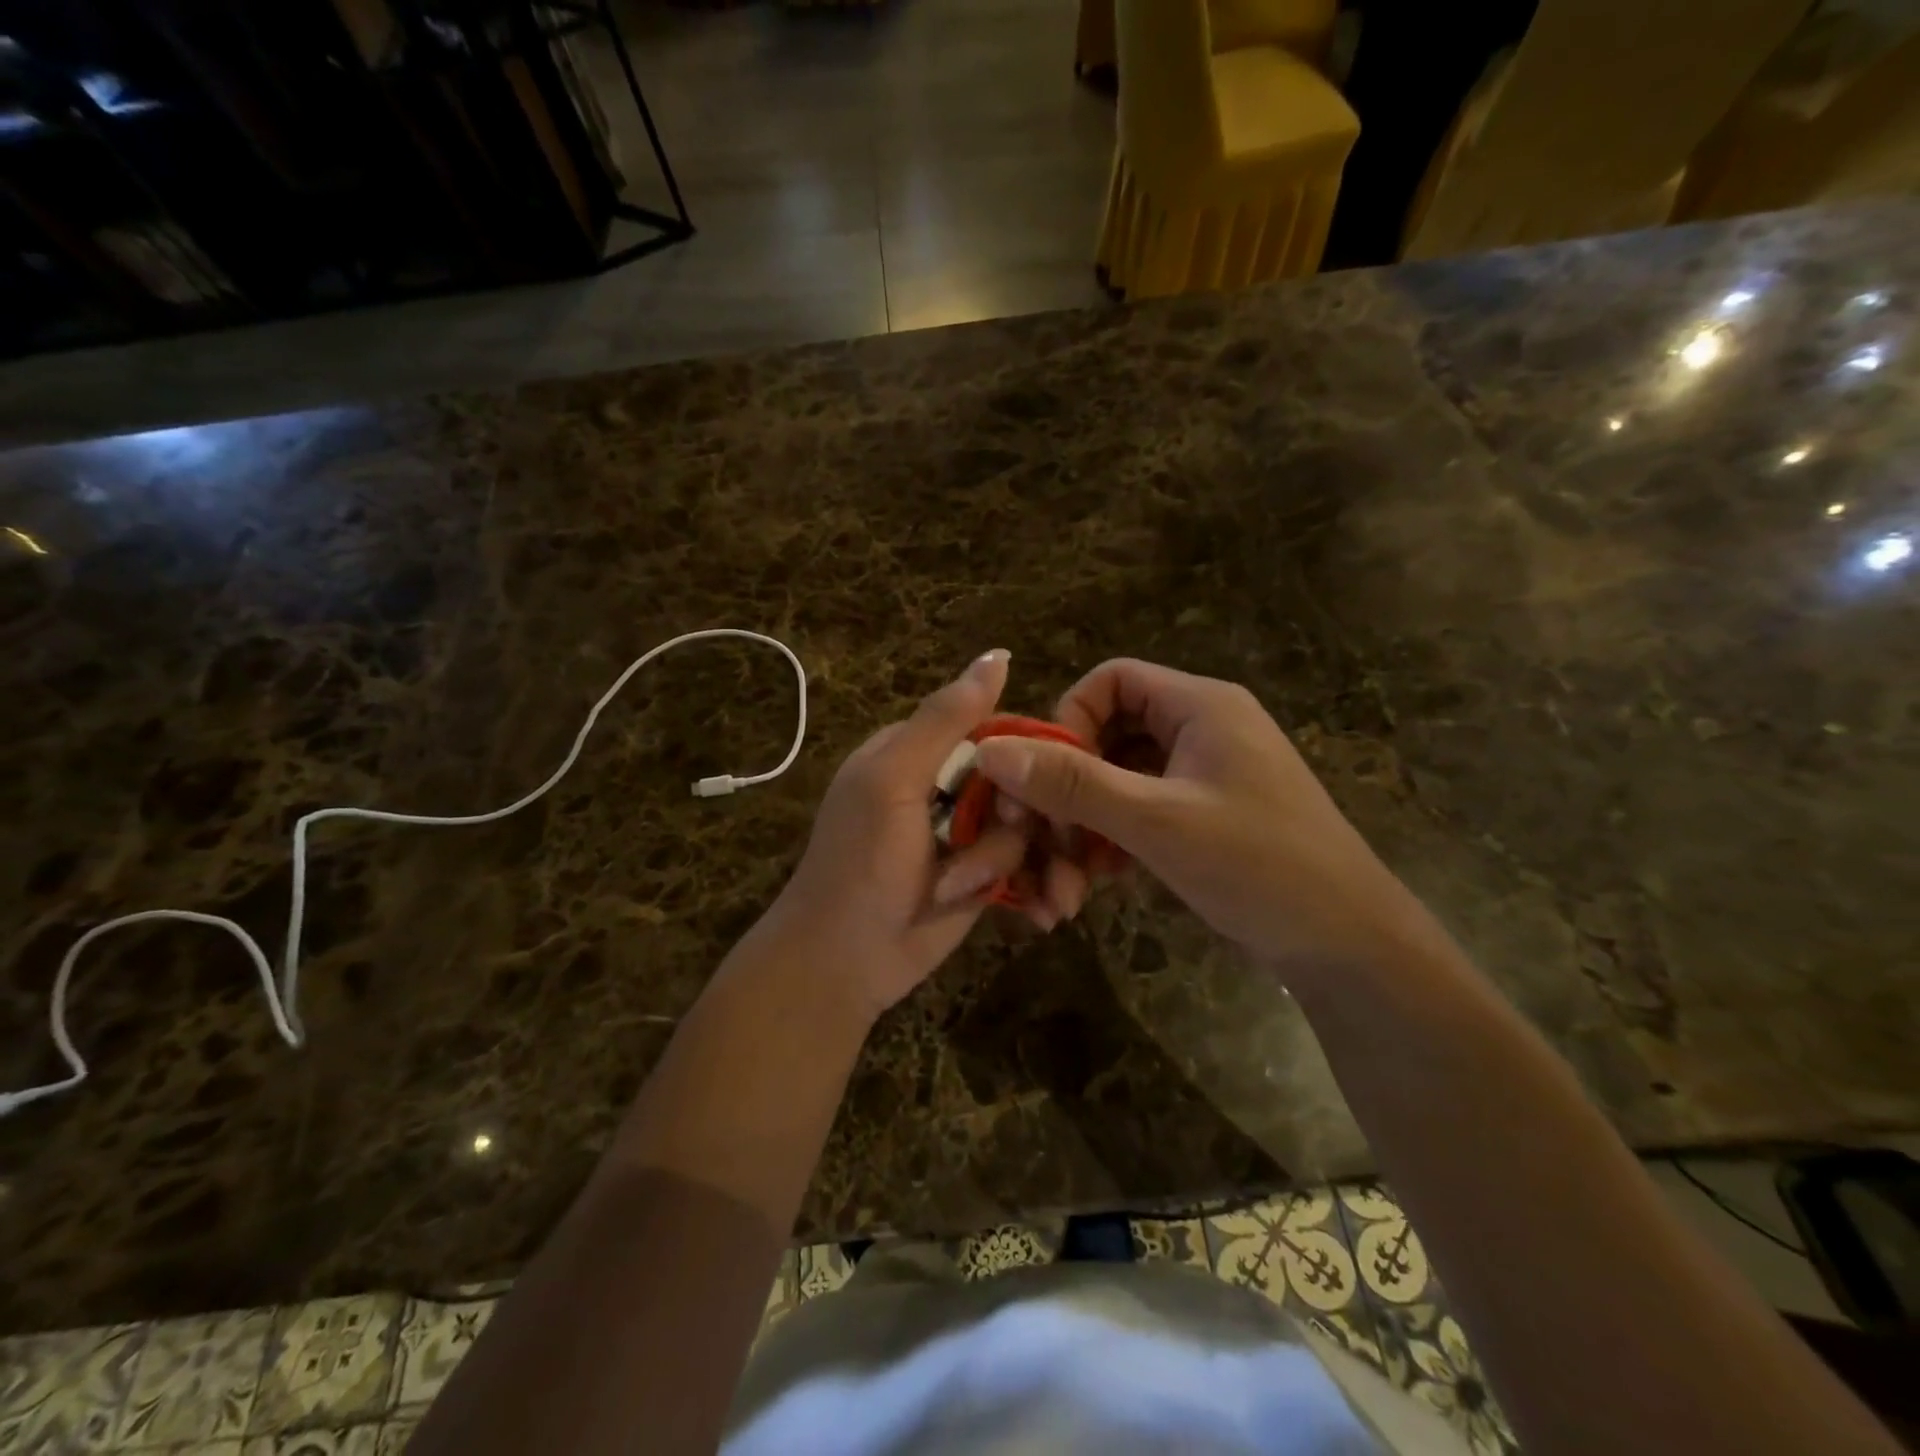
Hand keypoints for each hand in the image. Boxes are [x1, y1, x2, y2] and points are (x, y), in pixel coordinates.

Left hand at [758, 650, 1032, 1022]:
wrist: (842, 963)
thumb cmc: (860, 863)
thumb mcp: (895, 780)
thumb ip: (945, 719)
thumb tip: (998, 654)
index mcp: (920, 752)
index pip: (996, 730)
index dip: (1027, 756)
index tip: (1034, 791)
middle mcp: (947, 788)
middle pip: (1021, 783)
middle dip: (1026, 825)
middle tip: (995, 860)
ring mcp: (966, 835)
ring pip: (1029, 830)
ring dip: (1025, 865)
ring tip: (1008, 897)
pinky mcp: (982, 877)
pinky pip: (1028, 867)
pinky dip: (1037, 888)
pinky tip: (1041, 911)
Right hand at [974, 659, 1437, 975]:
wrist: (1349, 946)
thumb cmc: (1258, 866)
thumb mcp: (1156, 823)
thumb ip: (1073, 784)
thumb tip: (991, 750)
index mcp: (1200, 706)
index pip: (1110, 680)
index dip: (1067, 721)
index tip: (1045, 779)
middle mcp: (1202, 728)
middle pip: (1109, 733)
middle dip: (1070, 788)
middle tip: (1045, 840)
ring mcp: (1205, 774)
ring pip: (1121, 780)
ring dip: (1087, 824)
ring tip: (1068, 880)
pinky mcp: (1205, 815)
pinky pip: (1141, 810)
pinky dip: (1114, 840)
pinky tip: (1100, 882)